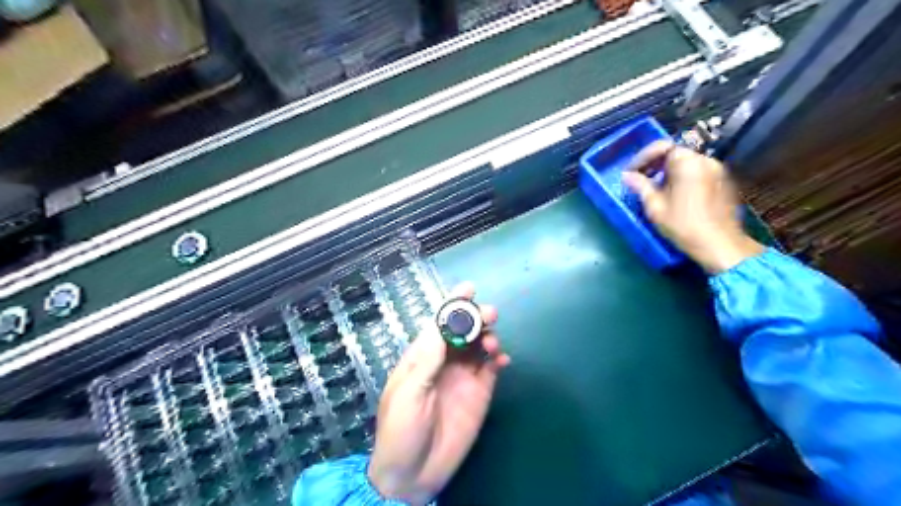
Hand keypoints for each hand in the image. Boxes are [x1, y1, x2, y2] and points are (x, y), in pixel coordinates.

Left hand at [365, 283, 505, 502]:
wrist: (412, 474)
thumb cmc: (400, 430)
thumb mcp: (408, 392)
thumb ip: (427, 360)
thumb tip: (443, 326)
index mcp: (422, 357)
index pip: (439, 324)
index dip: (453, 305)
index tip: (468, 288)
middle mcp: (444, 361)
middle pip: (463, 331)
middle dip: (475, 318)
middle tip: (489, 314)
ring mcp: (463, 377)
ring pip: (479, 346)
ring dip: (488, 337)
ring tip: (492, 344)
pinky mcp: (479, 393)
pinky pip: (492, 369)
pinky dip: (499, 359)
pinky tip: (503, 359)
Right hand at [624, 141, 761, 272]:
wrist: (720, 245)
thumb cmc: (683, 225)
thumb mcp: (655, 207)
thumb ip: (640, 186)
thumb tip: (627, 176)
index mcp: (688, 162)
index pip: (661, 147)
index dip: (642, 158)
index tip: (631, 173)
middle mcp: (705, 160)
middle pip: (675, 153)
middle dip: (655, 164)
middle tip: (640, 180)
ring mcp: (718, 170)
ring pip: (687, 163)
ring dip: (668, 172)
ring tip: (655, 189)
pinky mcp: (724, 182)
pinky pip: (698, 172)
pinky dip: (683, 178)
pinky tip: (675, 195)